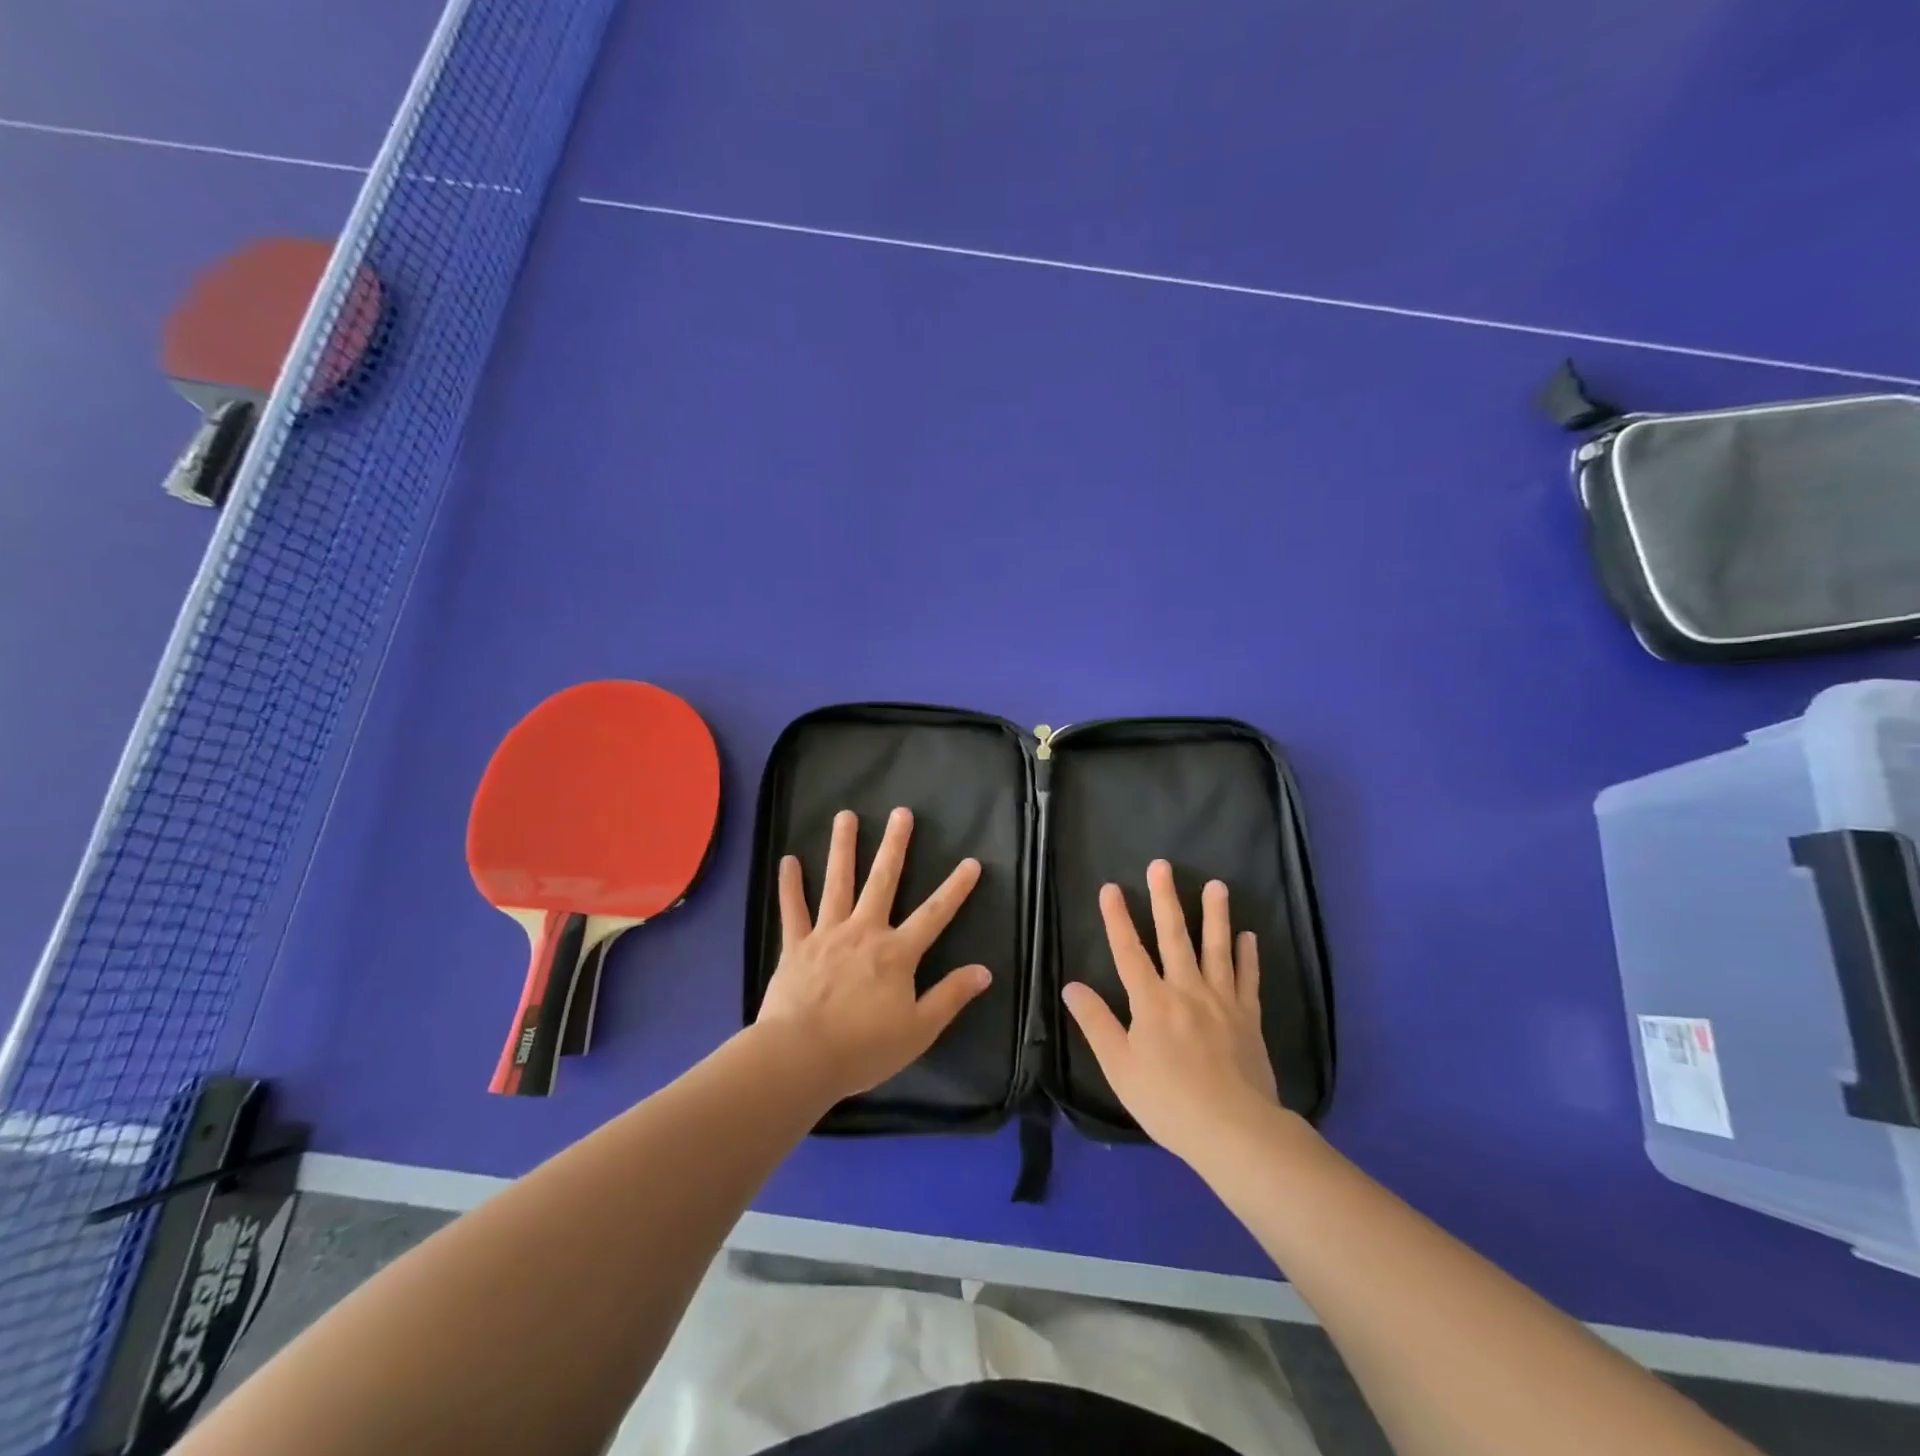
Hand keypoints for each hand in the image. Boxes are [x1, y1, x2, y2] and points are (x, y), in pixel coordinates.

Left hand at [756, 807, 991, 1102]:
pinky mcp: (796, 946)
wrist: (801, 1057)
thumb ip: (951, 996)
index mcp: (896, 953)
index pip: (934, 914)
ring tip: (845, 815)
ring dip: (842, 848)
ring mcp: (827, 935)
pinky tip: (788, 860)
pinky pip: (793, 910)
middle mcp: (864, 931)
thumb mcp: (919, 1030)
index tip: (972, 862)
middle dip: (894, 846)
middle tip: (901, 812)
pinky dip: (790, 886)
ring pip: (837, 883)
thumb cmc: (864, 1047)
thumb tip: (985, 971)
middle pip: (883, 881)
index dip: (955, 889)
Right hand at [1062, 860, 1279, 1165]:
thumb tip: (1071, 986)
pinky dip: (1249, 957)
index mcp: (1151, 1002)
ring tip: (1217, 885)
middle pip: (1174, 937)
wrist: (1234, 1131)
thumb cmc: (1168, 1101)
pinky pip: (1249, 980)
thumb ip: (1096, 1023)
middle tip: (1162, 865)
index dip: (1117, 919)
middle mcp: (1186, 991)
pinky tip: (1249, 936)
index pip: (1128, 952)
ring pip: (1217, 949)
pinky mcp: (1249, 1018)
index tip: (1110, 887)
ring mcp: (1222, 1002)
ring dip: (1216, 915)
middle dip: (1165, 899)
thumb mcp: (1119, 1067)